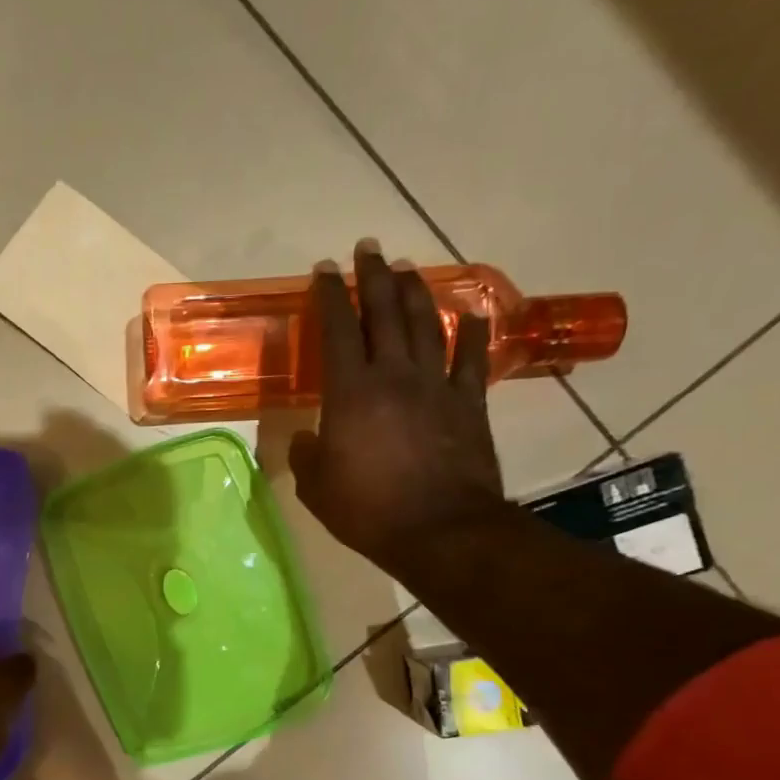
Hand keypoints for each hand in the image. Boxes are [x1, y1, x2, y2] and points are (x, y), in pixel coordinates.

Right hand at [288, 241, 506, 569]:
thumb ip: (306, 455)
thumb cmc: (367, 510)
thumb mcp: (316, 487)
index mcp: (350, 392)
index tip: (323, 270)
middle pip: (385, 313)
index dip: (329, 296)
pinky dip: (472, 331)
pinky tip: (471, 312)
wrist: (440, 530)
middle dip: (374, 277)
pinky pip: (470, 358)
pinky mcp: (468, 403)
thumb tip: (306, 438)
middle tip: (368, 249)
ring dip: (416, 292)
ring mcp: (436, 386)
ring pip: (427, 324)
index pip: (337, 330)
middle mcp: (394, 376)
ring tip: (407, 268)